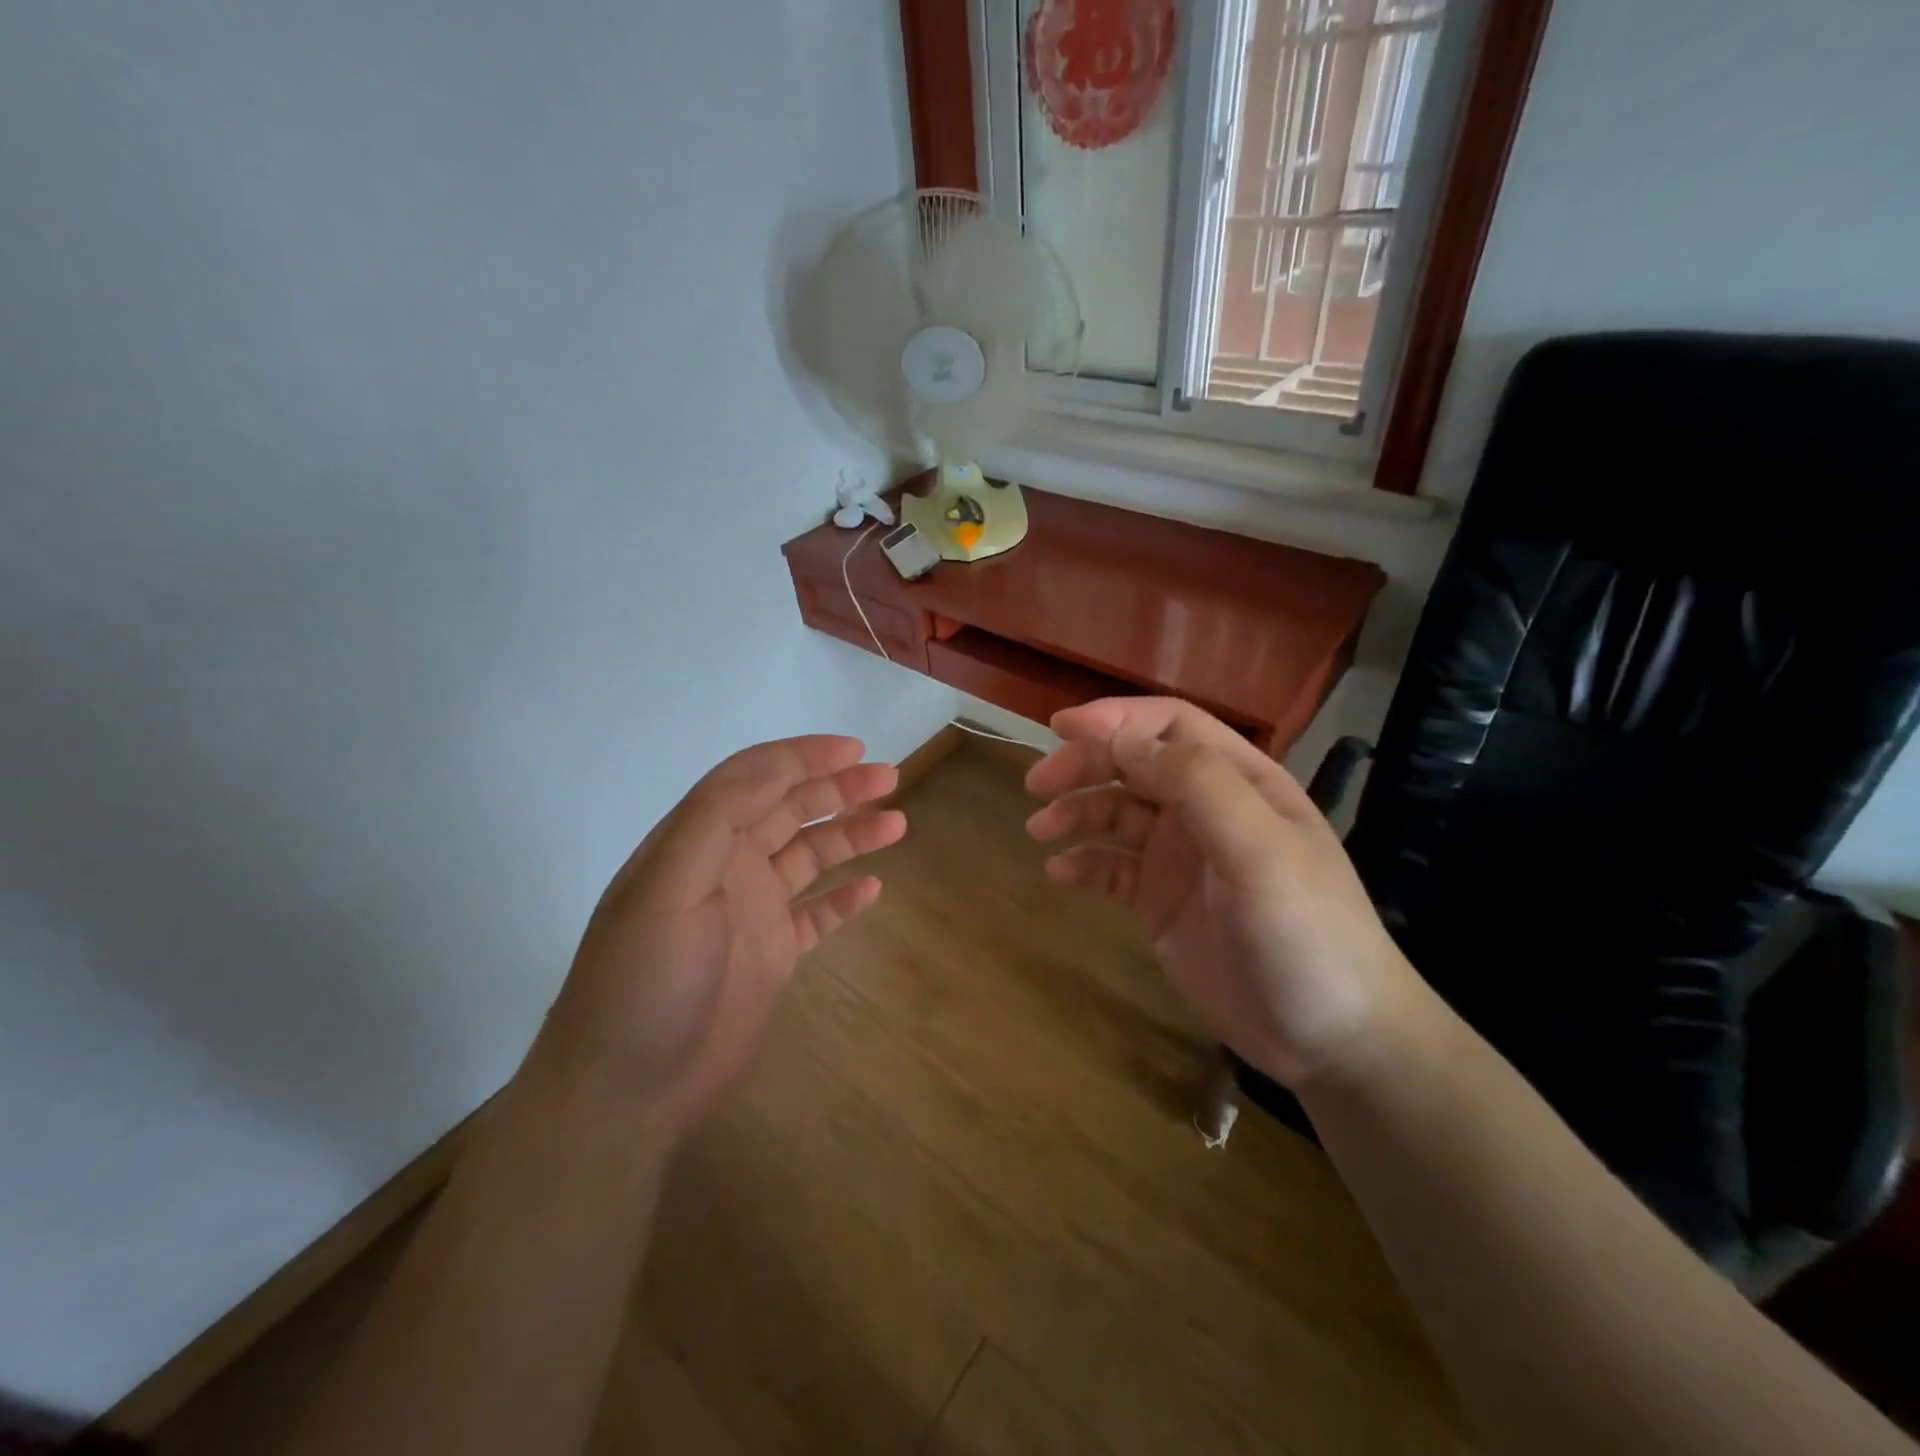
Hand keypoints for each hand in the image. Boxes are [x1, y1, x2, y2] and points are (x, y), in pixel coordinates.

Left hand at [530, 736, 904, 1139]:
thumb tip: (776, 769)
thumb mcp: (667, 886)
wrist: (627, 1093)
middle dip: (836, 788)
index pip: (751, 779)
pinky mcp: (771, 955)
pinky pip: (816, 913)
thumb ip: (716, 820)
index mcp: (695, 841)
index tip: (853, 750)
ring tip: (895, 823)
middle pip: (788, 809)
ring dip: (850, 834)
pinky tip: (873, 887)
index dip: (801, 757)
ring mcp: (751, 912)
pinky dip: (844, 897)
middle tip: (889, 778)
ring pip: (809, 856)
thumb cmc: (644, 980)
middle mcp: (725, 867)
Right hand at [1025, 698, 1415, 1088]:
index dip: (1117, 719)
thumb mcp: (1261, 850)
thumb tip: (1122, 742)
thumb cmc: (1307, 932)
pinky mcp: (1160, 901)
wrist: (1330, 1039)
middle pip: (1134, 765)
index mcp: (1240, 782)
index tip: (1061, 729)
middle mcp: (1206, 811)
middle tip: (1036, 786)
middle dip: (1084, 766)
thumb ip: (1198, 785)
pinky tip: (1058, 874)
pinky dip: (1083, 863)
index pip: (1171, 727)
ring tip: (1039, 830)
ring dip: (1076, 812)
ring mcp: (1181, 857)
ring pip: (1116, 814)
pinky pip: (1112, 868)